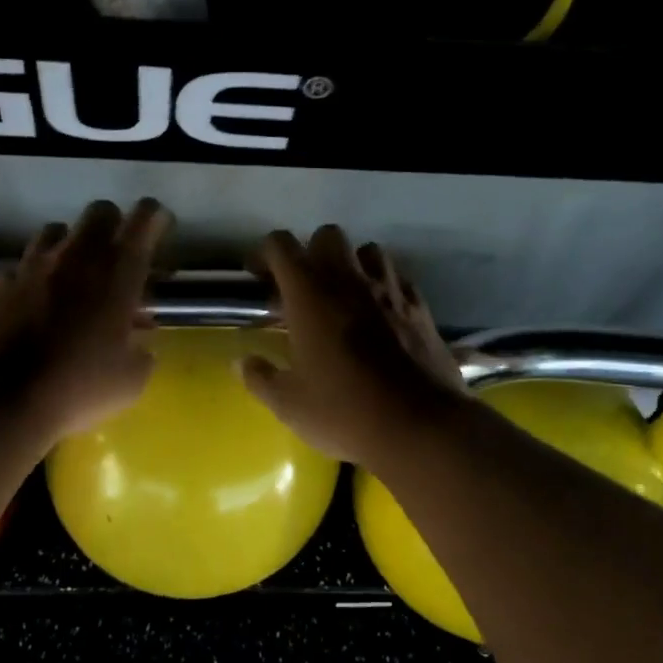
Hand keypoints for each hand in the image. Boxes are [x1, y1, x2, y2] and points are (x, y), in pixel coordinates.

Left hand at [0, 199, 170, 446]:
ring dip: (67, 248)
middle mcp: (74, 257)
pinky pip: (15, 268)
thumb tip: (138, 338)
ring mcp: (28, 265)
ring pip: (53, 232)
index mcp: (117, 275)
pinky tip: (25, 306)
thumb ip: (141, 350)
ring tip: (67, 277)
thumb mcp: (131, 380)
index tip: (158, 228)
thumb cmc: (77, 390)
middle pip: (99, 212)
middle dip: (112, 226)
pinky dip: (26, 280)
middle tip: (114, 256)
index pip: (145, 220)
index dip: (155, 218)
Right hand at [240, 226, 465, 464]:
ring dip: (352, 264)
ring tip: (344, 297)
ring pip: (370, 251)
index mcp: (310, 294)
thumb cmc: (343, 411)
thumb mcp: (289, 403)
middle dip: (311, 253)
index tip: (258, 278)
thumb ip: (260, 378)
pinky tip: (380, 315)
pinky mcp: (421, 309)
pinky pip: (399, 279)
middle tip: (302, 290)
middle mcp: (350, 280)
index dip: (264, 254)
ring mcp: (390, 291)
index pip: (281, 246)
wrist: (418, 426)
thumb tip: (240, 363)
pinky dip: (385, 287)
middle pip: (328, 236)